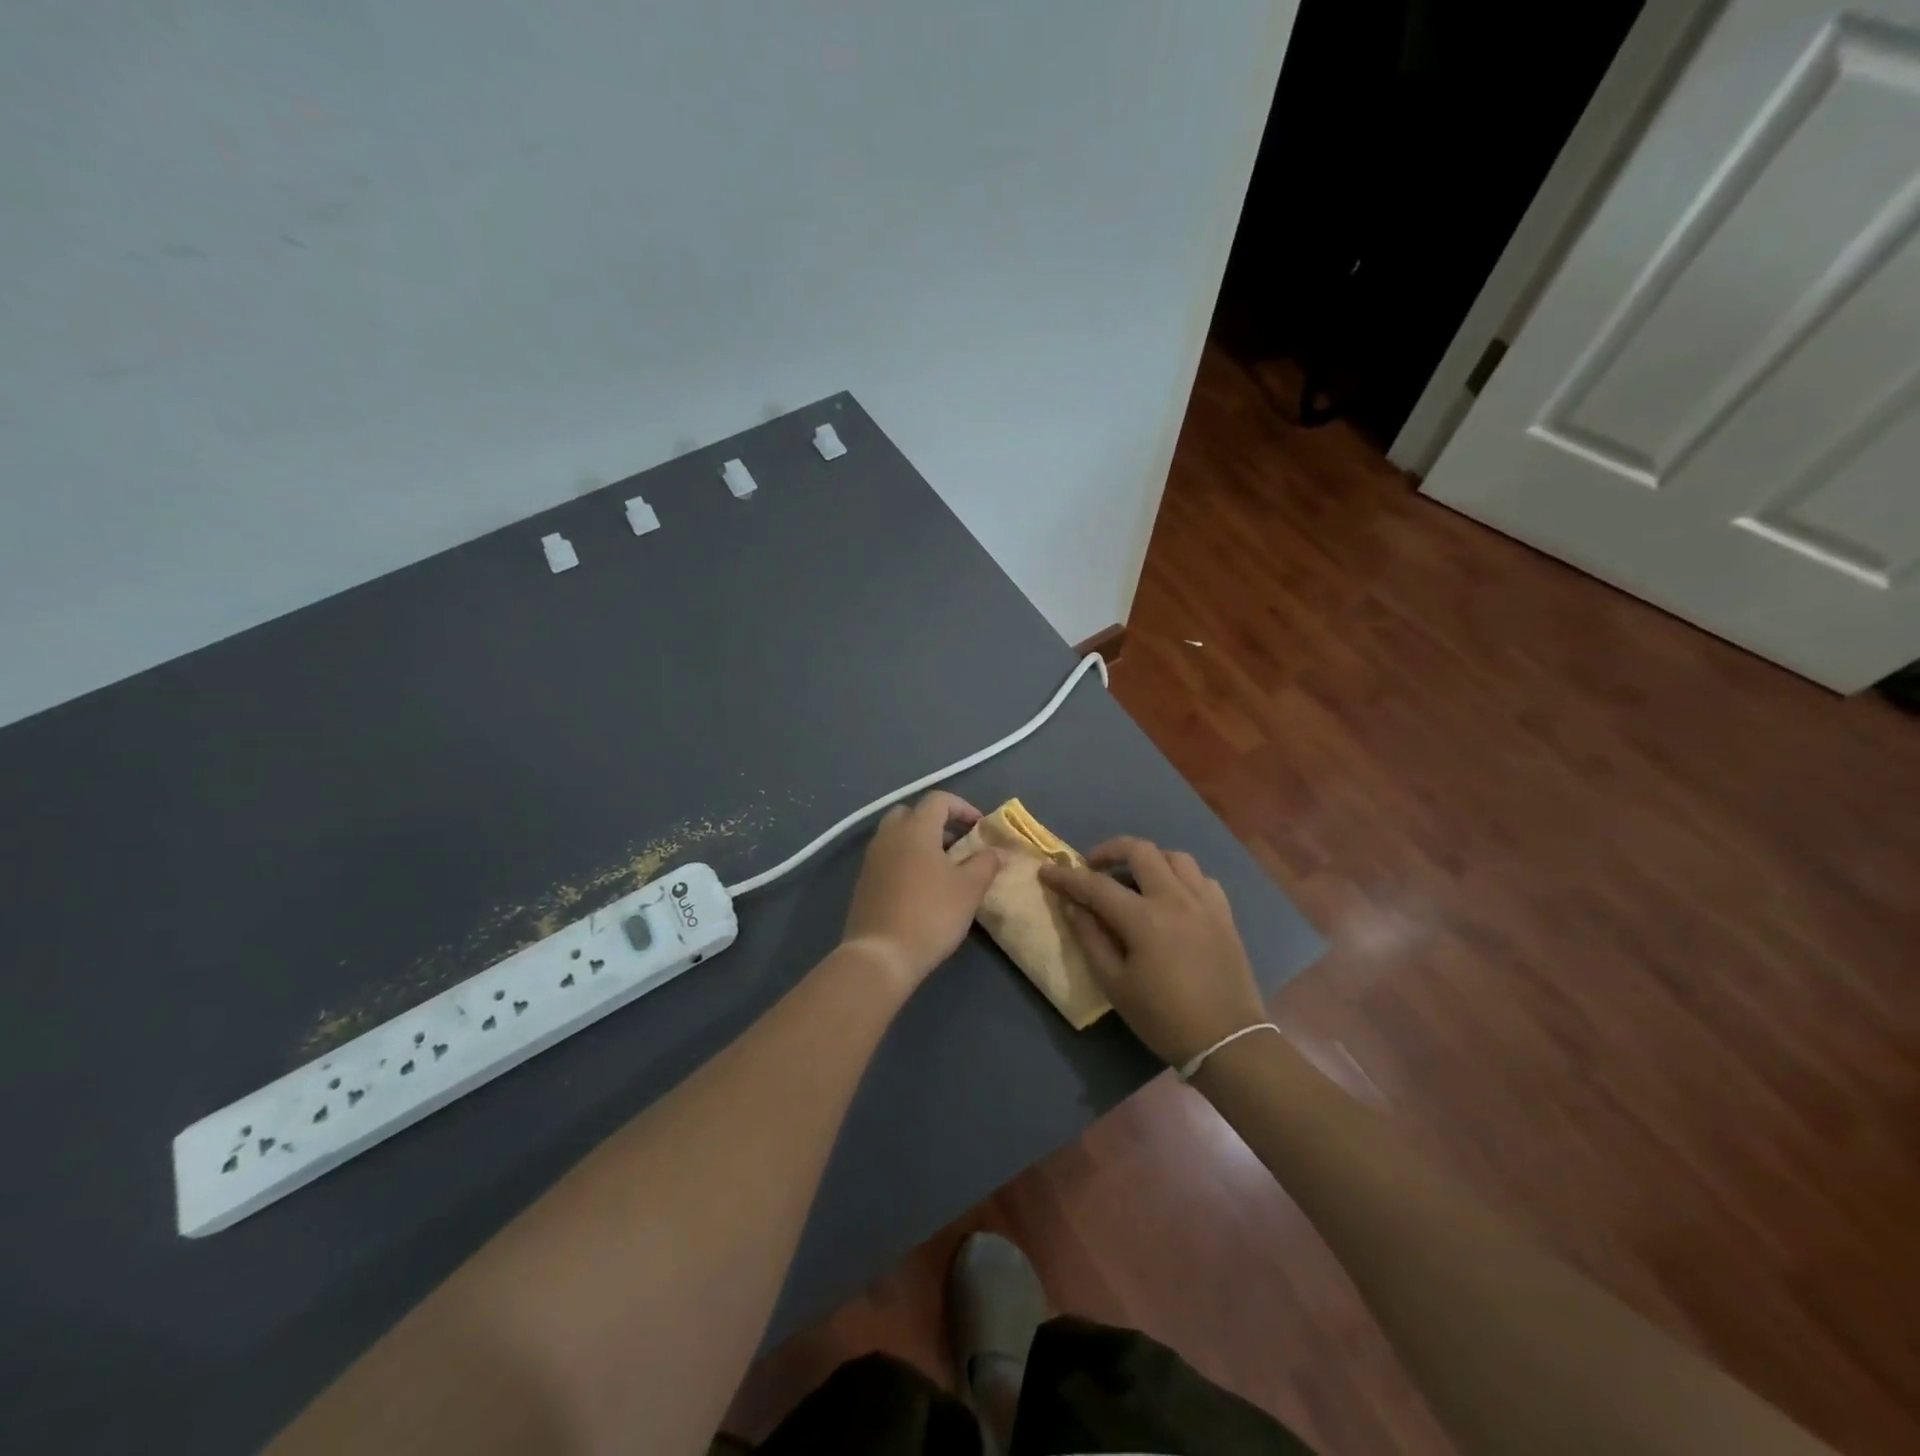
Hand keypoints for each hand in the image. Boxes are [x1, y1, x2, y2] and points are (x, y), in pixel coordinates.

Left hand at [842, 791, 1002, 990]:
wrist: (881, 955)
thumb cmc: (931, 914)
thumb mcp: (969, 889)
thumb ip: (986, 863)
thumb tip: (998, 851)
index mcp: (915, 829)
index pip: (938, 800)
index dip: (962, 807)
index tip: (980, 828)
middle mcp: (889, 836)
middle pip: (911, 813)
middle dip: (936, 822)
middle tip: (957, 844)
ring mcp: (872, 858)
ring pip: (896, 835)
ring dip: (920, 841)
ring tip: (943, 867)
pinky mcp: (863, 881)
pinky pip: (887, 856)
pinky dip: (905, 859)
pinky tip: (921, 887)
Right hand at [1040, 837, 1266, 1066]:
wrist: (1227, 1041)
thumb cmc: (1163, 1018)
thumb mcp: (1114, 984)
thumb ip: (1090, 938)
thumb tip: (1070, 904)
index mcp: (1144, 918)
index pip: (1096, 885)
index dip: (1067, 877)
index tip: (1046, 872)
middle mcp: (1175, 898)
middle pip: (1140, 850)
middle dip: (1109, 850)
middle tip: (1093, 867)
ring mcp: (1204, 902)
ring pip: (1175, 856)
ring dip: (1148, 859)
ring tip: (1134, 878)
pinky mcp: (1224, 913)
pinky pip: (1201, 878)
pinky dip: (1181, 877)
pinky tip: (1171, 897)